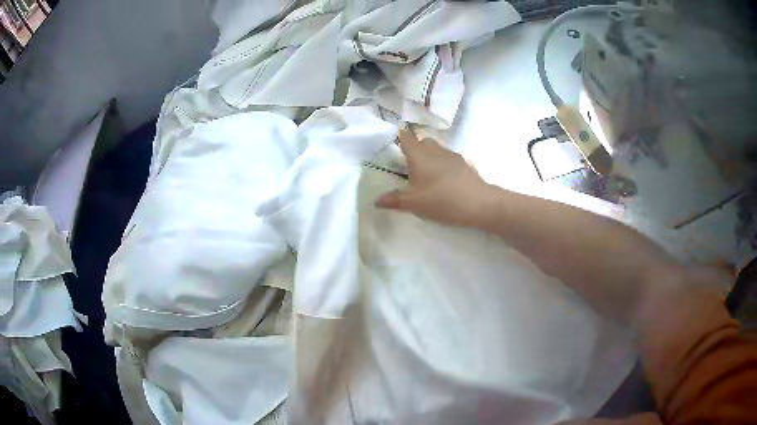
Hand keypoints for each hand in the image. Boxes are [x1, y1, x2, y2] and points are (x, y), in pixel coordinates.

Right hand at [375, 129, 496, 227]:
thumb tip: (376, 201)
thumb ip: (394, 200)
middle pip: (422, 141)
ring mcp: (452, 156)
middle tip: (409, 163)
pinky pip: (448, 158)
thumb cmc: (441, 200)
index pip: (406, 138)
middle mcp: (435, 150)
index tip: (395, 141)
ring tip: (426, 173)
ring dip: (430, 156)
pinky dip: (442, 164)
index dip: (400, 137)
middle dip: (415, 147)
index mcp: (419, 155)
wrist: (478, 203)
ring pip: (437, 149)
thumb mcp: (413, 203)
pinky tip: (443, 180)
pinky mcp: (464, 164)